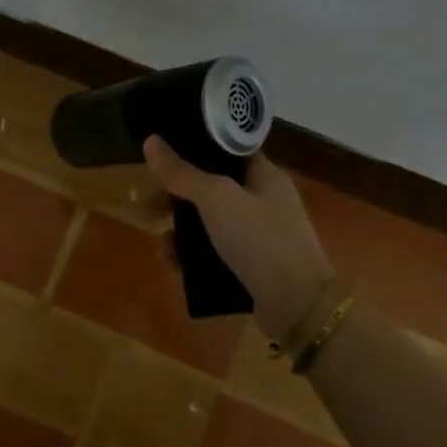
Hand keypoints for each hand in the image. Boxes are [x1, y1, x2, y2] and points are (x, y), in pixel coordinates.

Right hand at [143, 138, 333, 342]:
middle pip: (212, 189)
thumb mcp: (216, 198)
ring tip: (162, 249)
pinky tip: (176, 267)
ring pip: (210, 224)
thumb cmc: (259, 239)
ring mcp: (261, 236)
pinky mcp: (254, 267)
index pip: (227, 151)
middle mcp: (265, 202)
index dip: (194, 150)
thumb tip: (150, 141)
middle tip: (149, 210)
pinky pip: (216, 254)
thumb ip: (182, 172)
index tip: (161, 158)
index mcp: (265, 176)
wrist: (297, 305)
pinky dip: (194, 258)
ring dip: (181, 233)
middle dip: (177, 200)